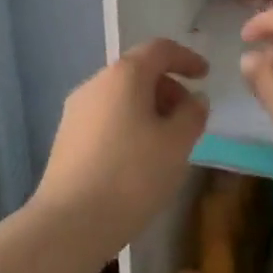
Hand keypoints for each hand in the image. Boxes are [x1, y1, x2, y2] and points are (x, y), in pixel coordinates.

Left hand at [27, 38, 210, 251]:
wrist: (70, 223)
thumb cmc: (132, 175)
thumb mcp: (177, 144)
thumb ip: (192, 114)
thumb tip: (194, 98)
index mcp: (124, 76)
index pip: (159, 50)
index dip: (186, 58)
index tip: (205, 76)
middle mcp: (95, 84)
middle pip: (138, 72)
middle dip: (168, 88)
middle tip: (189, 119)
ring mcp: (76, 112)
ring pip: (121, 97)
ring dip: (149, 109)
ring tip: (167, 143)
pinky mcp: (66, 138)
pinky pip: (106, 118)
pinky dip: (129, 125)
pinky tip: (139, 159)